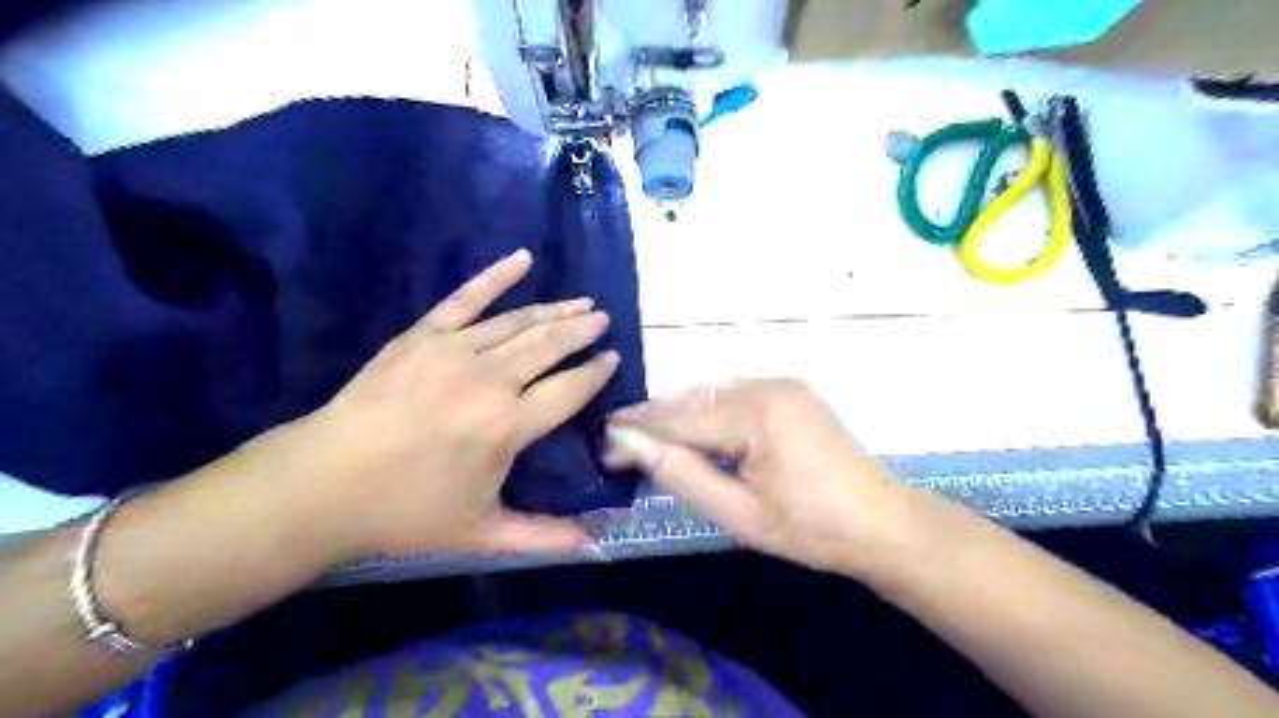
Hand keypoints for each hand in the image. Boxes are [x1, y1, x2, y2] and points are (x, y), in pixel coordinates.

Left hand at [268, 250, 616, 559]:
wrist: (323, 483)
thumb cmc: (406, 512)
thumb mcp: (483, 534)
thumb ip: (543, 537)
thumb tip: (594, 545)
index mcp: (509, 426)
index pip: (569, 389)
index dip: (596, 373)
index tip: (613, 359)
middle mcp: (491, 380)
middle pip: (550, 345)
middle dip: (582, 331)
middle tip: (602, 320)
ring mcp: (455, 351)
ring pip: (519, 322)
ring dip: (555, 310)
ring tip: (580, 303)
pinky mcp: (423, 335)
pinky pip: (466, 297)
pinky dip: (496, 276)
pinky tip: (522, 258)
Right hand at [607, 380, 925, 575]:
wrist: (883, 524)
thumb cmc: (811, 528)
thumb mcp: (740, 514)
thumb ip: (684, 475)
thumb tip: (633, 446)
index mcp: (757, 411)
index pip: (681, 419)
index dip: (639, 433)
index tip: (601, 443)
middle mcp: (767, 384)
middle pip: (694, 399)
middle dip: (655, 420)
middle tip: (616, 440)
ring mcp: (782, 385)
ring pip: (712, 394)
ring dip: (679, 414)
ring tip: (643, 435)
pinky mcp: (790, 393)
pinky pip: (734, 396)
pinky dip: (707, 412)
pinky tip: (689, 429)